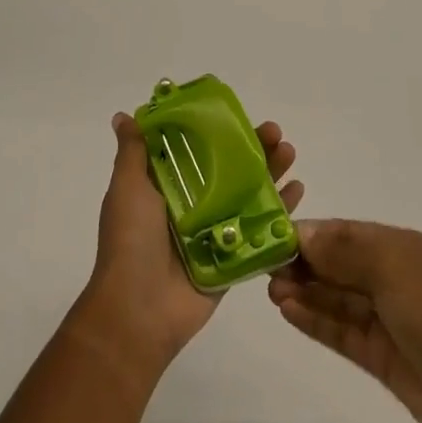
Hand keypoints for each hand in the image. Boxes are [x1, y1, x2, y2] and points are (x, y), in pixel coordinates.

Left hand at [77, 113, 301, 374]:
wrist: (139, 309)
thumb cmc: (131, 239)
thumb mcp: (127, 187)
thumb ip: (132, 152)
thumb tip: (122, 115)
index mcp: (165, 186)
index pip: (196, 149)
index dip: (217, 129)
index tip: (238, 112)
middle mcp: (191, 205)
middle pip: (229, 169)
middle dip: (253, 149)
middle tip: (275, 131)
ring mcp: (214, 232)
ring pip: (248, 196)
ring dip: (271, 173)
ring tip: (290, 152)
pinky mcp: (232, 259)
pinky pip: (260, 231)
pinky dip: (281, 212)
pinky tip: (298, 191)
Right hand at [268, 221, 421, 422]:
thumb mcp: (391, 267)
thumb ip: (342, 249)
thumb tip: (301, 233)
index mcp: (402, 248)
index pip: (346, 233)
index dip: (311, 233)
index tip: (273, 236)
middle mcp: (394, 278)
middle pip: (338, 264)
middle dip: (303, 263)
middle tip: (265, 267)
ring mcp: (388, 319)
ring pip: (336, 298)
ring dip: (304, 292)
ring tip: (270, 291)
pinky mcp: (381, 356)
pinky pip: (341, 330)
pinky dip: (315, 319)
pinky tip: (287, 312)